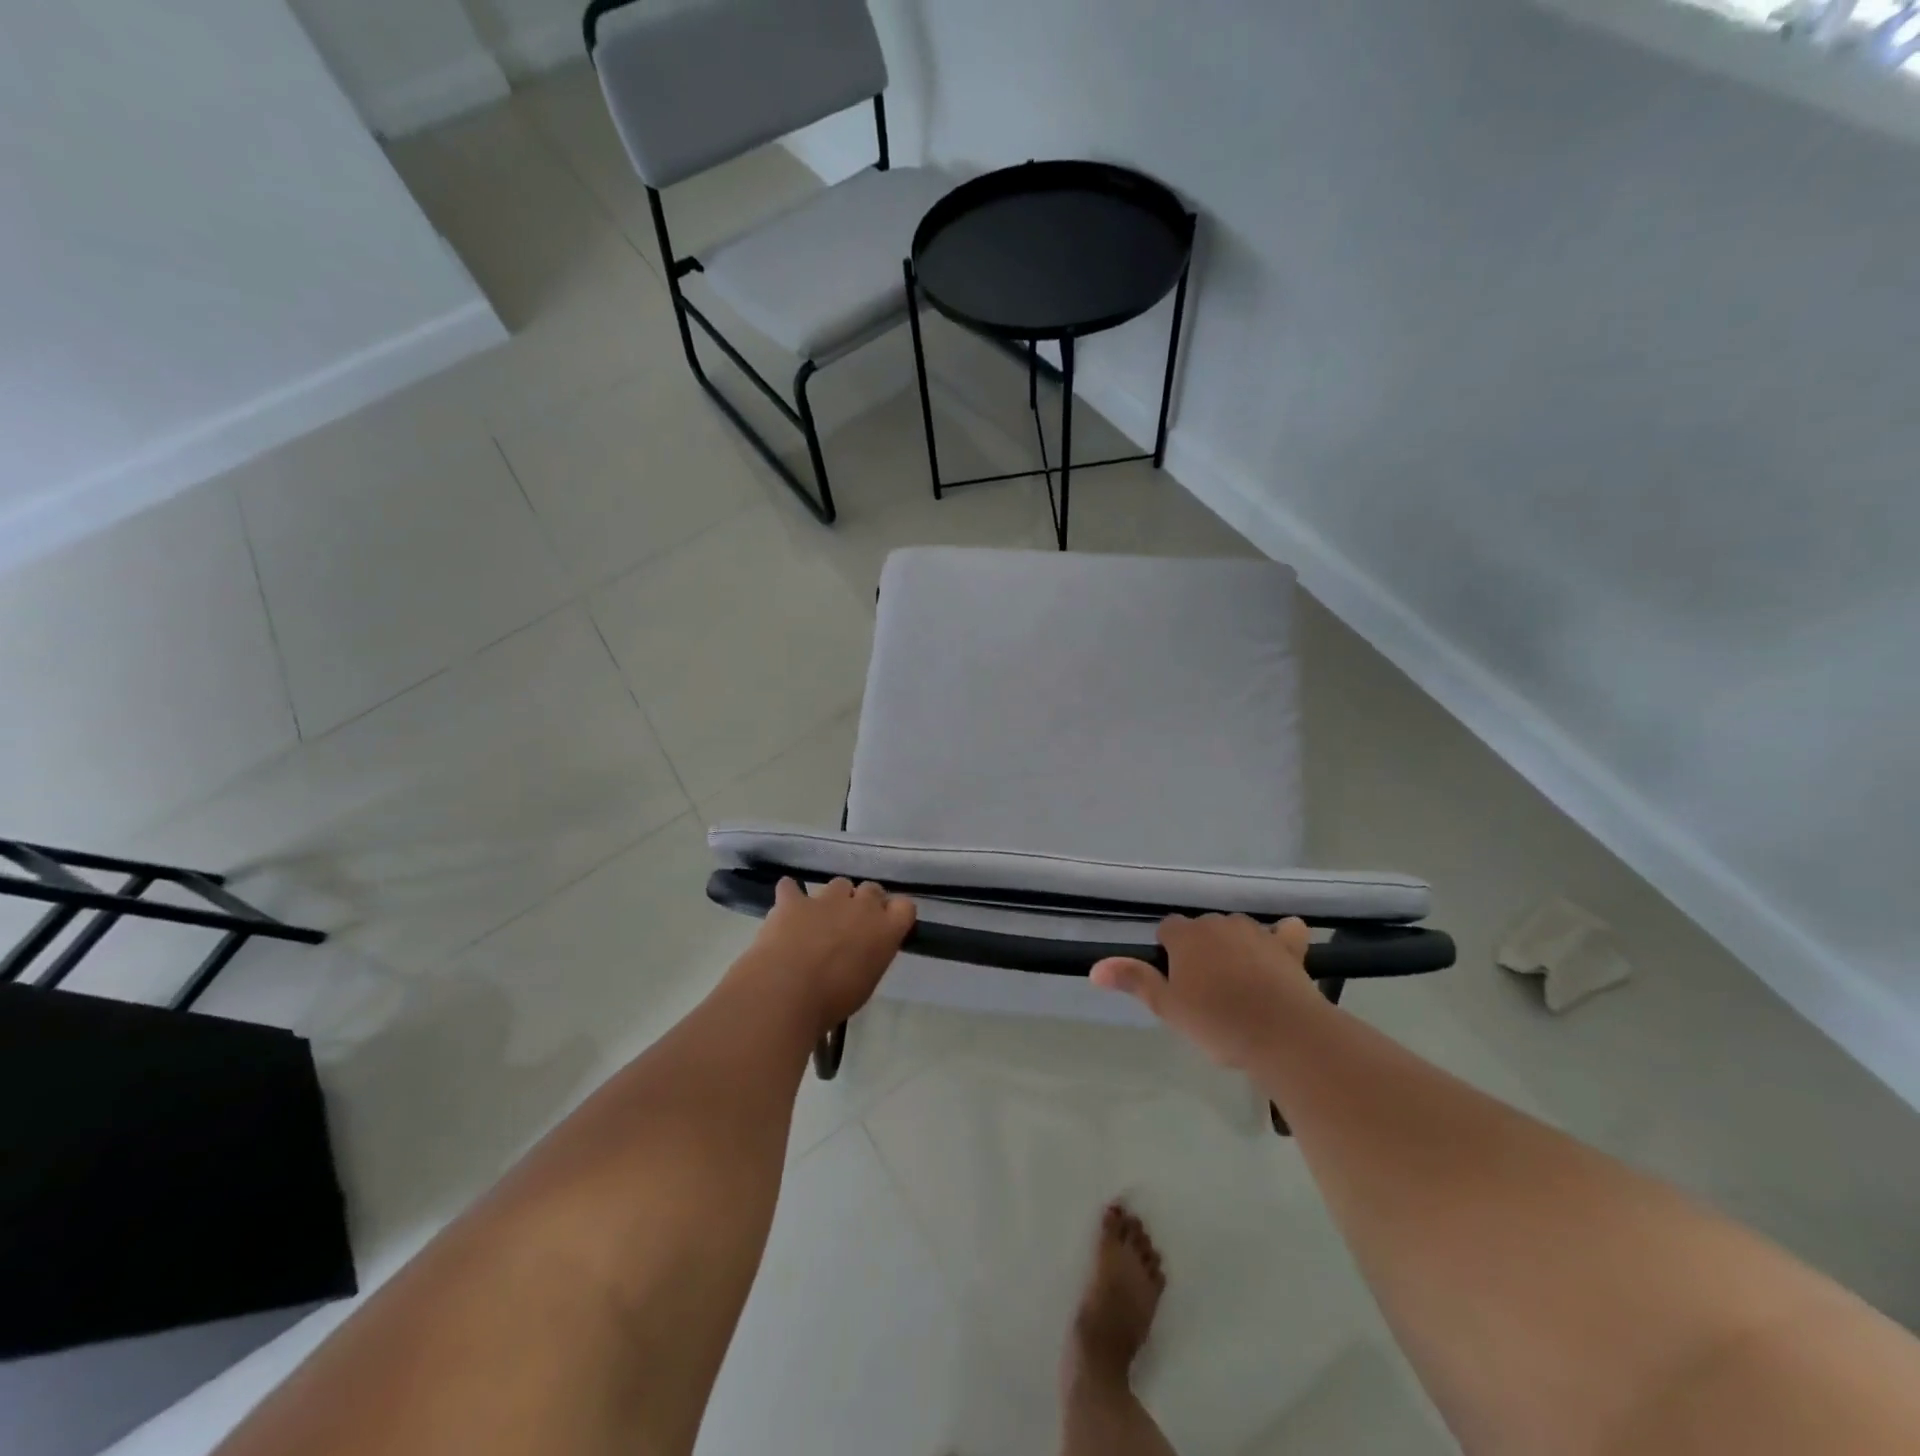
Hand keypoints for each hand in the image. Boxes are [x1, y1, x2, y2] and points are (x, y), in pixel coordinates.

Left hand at [743, 878, 915, 1036]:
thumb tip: (863, 951)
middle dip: (864, 903)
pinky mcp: (794, 901)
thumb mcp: (866, 983)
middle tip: (852, 925)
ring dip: (833, 899)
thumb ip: (871, 956)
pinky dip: (790, 895)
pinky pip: (791, 887)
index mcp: (885, 930)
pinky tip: (786, 908)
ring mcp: (826, 899)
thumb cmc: (832, 999)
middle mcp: (861, 906)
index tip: (885, 927)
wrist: (786, 992)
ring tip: (820, 920)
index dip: (894, 914)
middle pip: (872, 889)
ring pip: (838, 884)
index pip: (905, 907)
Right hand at [1092, 914, 1318, 1067]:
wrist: (1285, 1035)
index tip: (1176, 981)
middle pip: (1202, 929)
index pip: (1167, 928)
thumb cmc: (1218, 1023)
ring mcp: (1256, 931)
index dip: (1168, 952)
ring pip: (1237, 930)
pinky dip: (1282, 938)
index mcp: (1186, 936)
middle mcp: (1218, 923)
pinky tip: (1281, 952)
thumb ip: (1134, 980)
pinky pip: (1285, 931)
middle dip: (1201, 950)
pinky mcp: (1289, 946)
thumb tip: (1095, 967)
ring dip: (1234, 946)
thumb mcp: (1168, 1008)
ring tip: (1239, 984)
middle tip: (1205, 990)